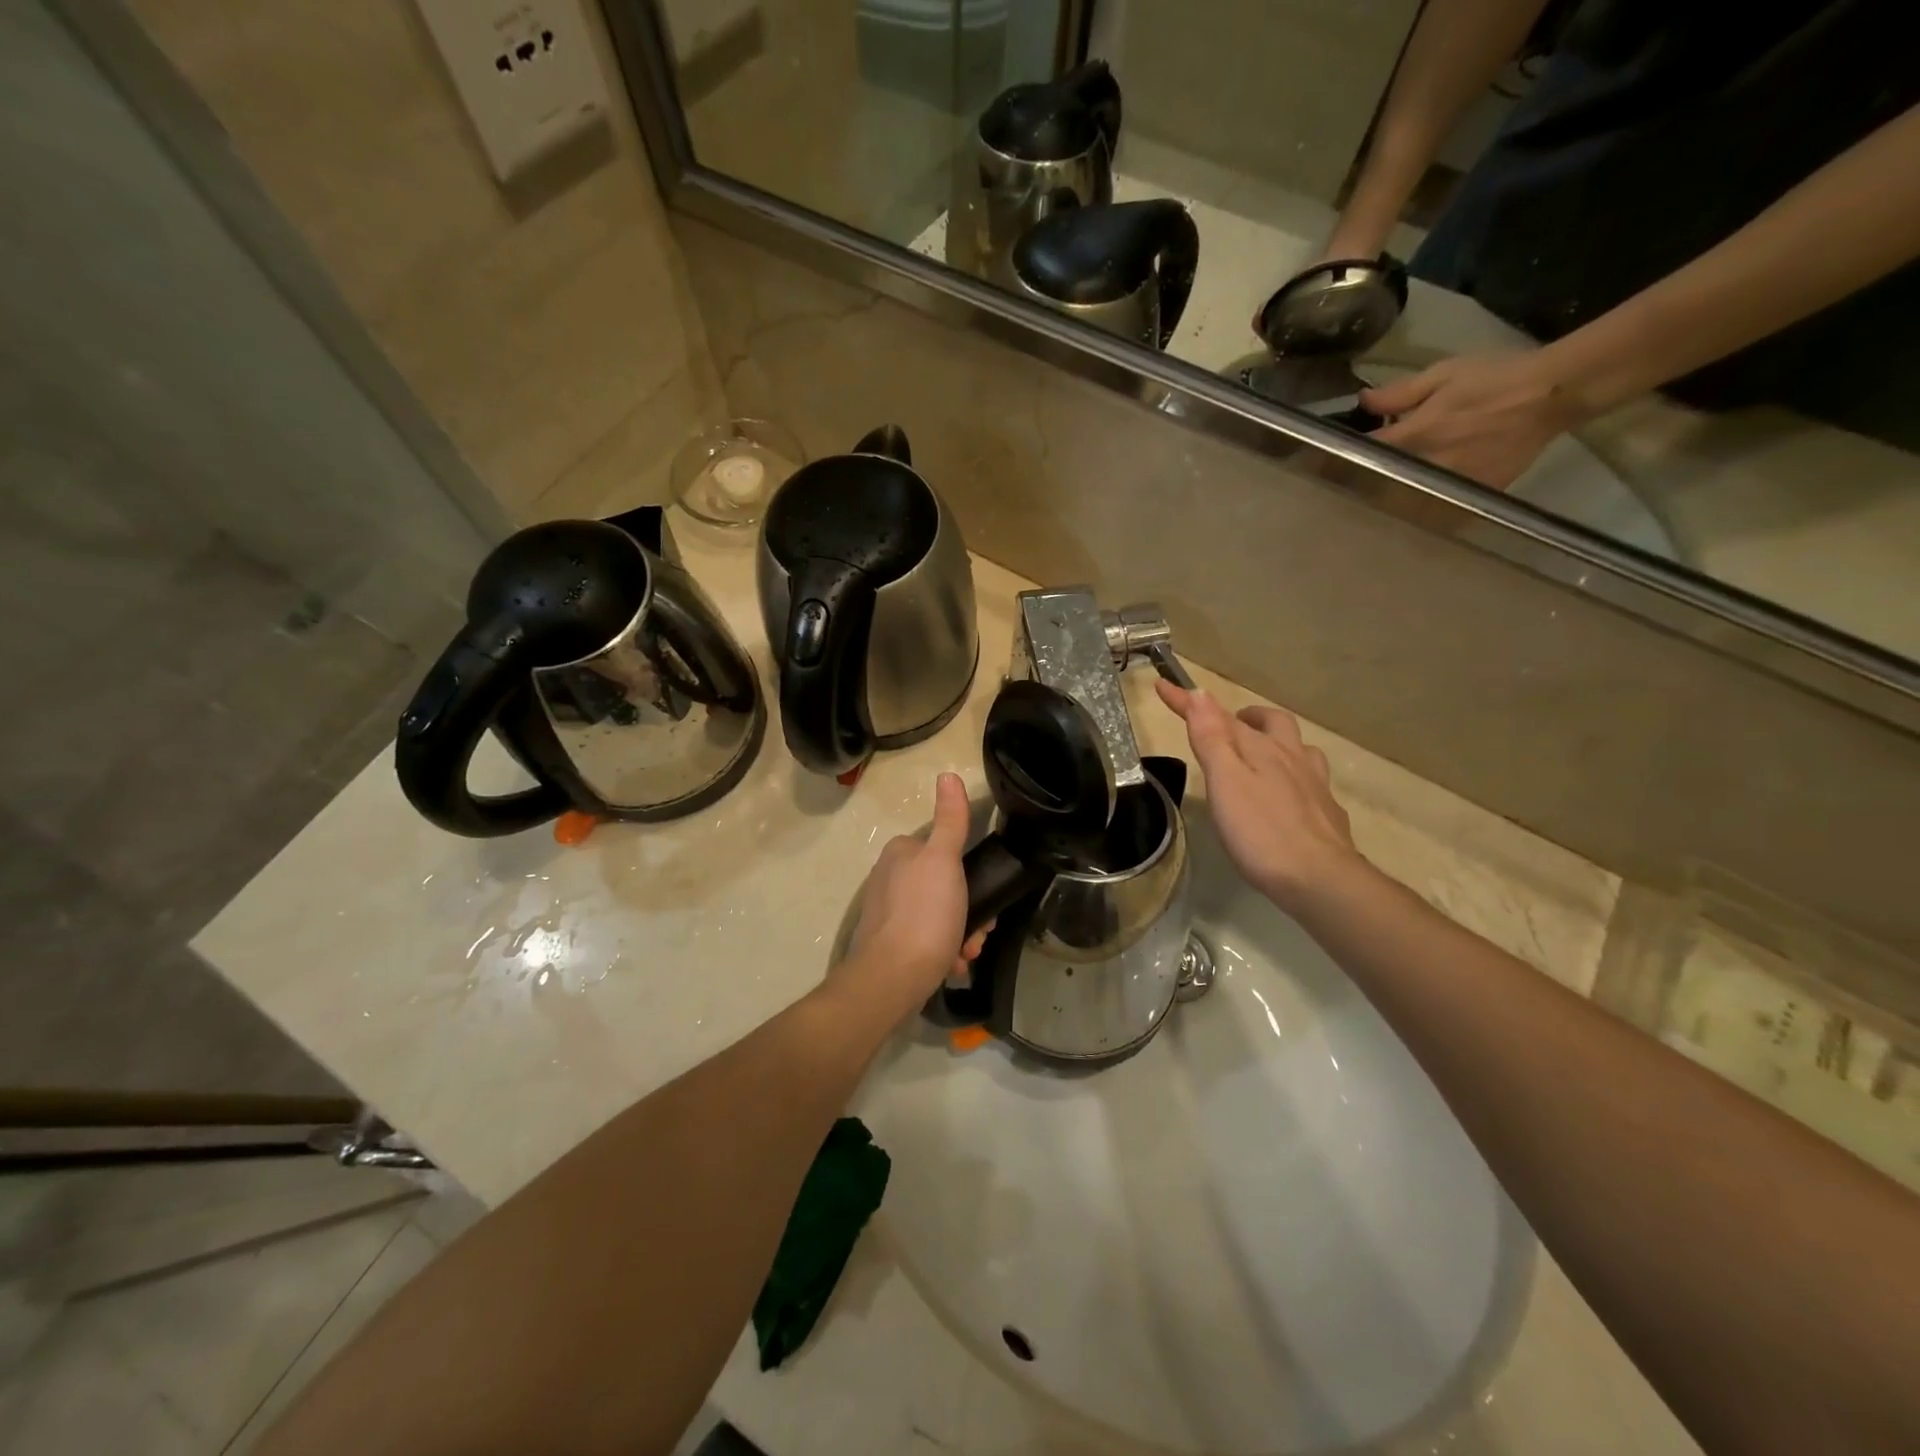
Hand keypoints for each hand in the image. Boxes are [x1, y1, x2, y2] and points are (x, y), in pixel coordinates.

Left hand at [837, 772, 991, 1022]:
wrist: (892, 979)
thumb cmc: (924, 915)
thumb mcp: (944, 860)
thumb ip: (950, 820)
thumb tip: (948, 774)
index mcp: (900, 853)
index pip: (944, 850)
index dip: (971, 872)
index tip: (985, 895)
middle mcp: (889, 878)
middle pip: (946, 885)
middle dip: (969, 910)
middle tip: (979, 931)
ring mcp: (888, 913)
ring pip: (940, 915)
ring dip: (962, 933)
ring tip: (966, 953)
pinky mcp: (889, 943)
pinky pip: (927, 939)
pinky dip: (944, 951)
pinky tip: (952, 965)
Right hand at [1155, 680, 1360, 912]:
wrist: (1320, 879)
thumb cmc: (1261, 831)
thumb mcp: (1225, 781)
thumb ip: (1211, 738)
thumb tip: (1200, 692)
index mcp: (1261, 748)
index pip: (1218, 717)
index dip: (1187, 701)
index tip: (1162, 685)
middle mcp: (1291, 758)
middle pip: (1274, 723)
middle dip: (1248, 716)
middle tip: (1230, 725)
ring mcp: (1314, 785)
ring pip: (1299, 749)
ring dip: (1279, 743)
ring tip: (1263, 755)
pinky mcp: (1327, 812)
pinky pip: (1312, 781)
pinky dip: (1296, 776)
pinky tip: (1289, 795)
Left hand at [1362, 352, 1587, 489]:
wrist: (1554, 393)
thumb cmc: (1495, 378)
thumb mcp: (1444, 374)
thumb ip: (1400, 394)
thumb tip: (1363, 401)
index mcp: (1416, 434)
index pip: (1366, 453)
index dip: (1343, 456)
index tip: (1331, 459)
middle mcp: (1428, 464)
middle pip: (1379, 484)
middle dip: (1362, 484)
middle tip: (1350, 483)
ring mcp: (1450, 483)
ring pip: (1405, 502)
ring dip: (1389, 500)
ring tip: (1377, 497)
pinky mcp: (1472, 494)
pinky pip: (1437, 509)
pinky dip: (1422, 508)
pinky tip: (1414, 504)